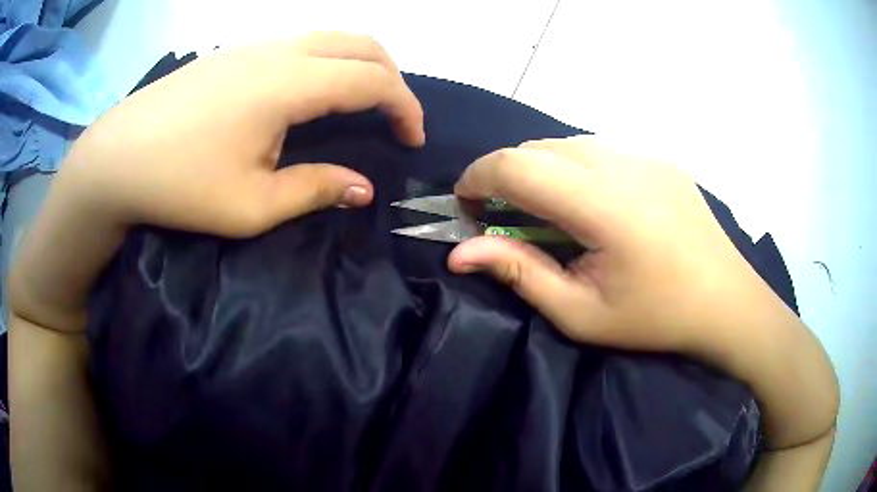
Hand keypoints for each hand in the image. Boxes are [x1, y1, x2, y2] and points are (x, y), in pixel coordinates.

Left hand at [9, 32, 424, 331]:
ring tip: (361, 103)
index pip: (373, 79)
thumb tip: (362, 187)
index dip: (404, 106)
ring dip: (360, 64)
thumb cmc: (178, 185)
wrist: (116, 159)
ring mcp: (254, 46)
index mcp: (288, 84)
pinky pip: (301, 43)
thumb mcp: (251, 206)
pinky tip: (313, 93)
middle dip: (392, 77)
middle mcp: (279, 52)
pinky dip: (328, 61)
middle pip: (361, 44)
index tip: (412, 139)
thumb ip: (314, 189)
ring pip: (331, 37)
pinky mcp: (234, 52)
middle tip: (393, 117)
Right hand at [448, 136, 838, 452]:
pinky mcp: (659, 158)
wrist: (728, 303)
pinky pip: (599, 150)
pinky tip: (593, 207)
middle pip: (538, 148)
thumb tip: (458, 253)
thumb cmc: (656, 319)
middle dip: (505, 176)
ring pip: (567, 145)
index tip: (465, 206)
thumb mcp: (581, 314)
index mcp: (604, 205)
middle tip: (504, 218)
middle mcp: (623, 164)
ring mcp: (645, 155)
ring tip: (549, 214)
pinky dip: (575, 169)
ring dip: (541, 171)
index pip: (517, 166)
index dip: (477, 178)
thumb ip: (520, 274)